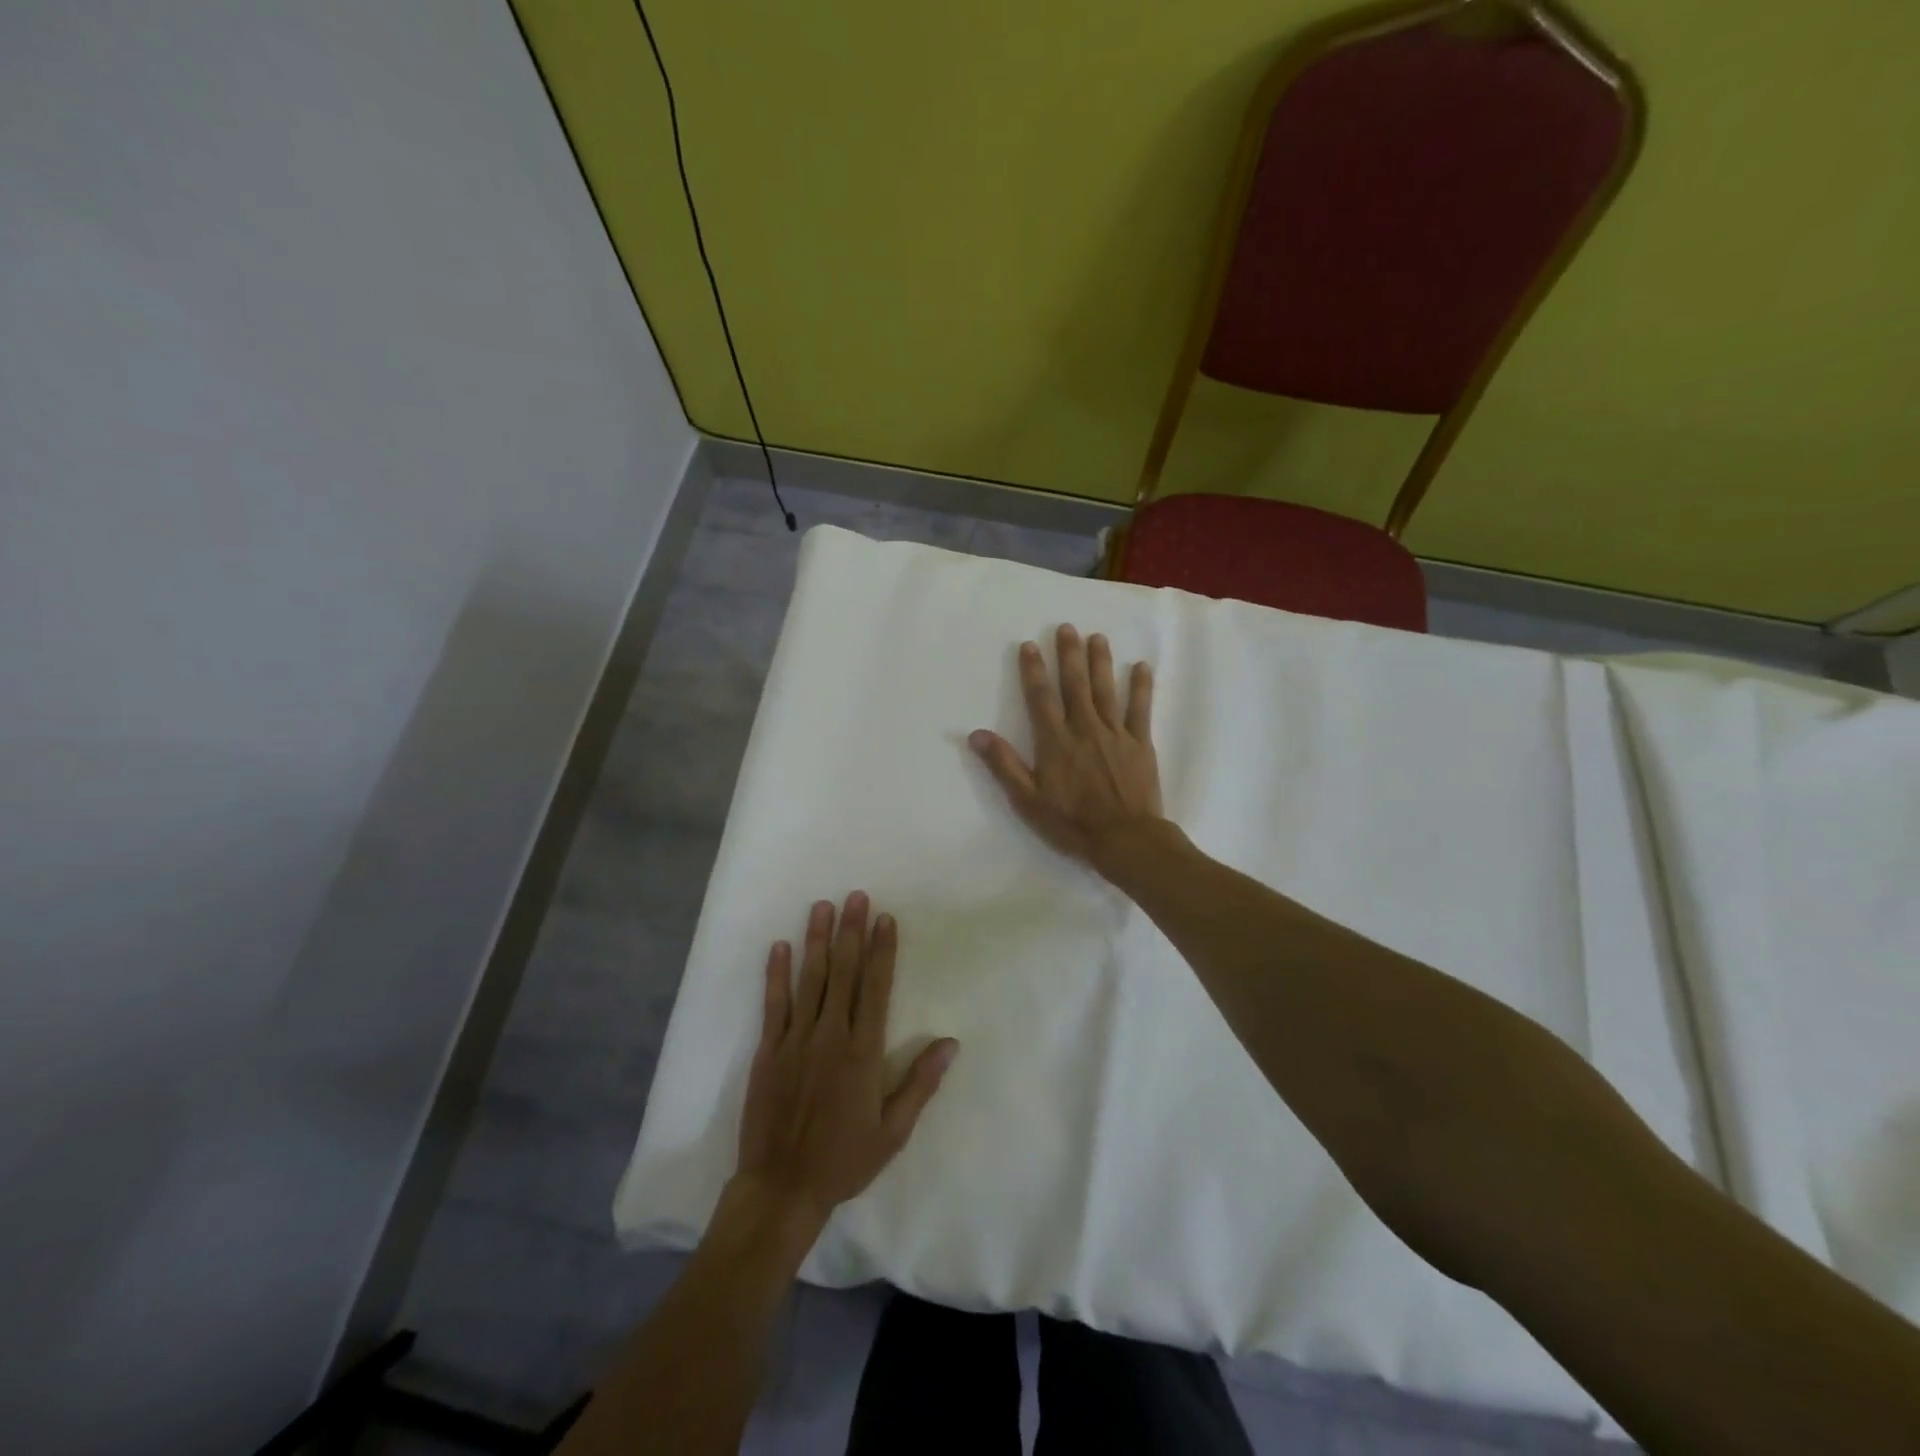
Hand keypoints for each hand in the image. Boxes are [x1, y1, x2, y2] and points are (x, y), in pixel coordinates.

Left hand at [732, 893, 957, 1232]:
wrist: (781, 1189)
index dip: (881, 951)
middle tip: (856, 896)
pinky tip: (779, 947)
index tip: (885, 919)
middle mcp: (830, 1036)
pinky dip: (776, 974)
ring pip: (809, 980)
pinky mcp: (768, 1051)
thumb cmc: (844, 1161)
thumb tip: (950, 1043)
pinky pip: (773, 1004)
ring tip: (822, 907)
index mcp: (863, 1053)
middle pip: (843, 973)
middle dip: (851, 932)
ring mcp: (796, 1040)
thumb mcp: (893, 1132)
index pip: (876, 988)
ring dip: (817, 941)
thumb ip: (920, 1084)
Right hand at [969, 625, 1164, 871]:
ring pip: (1106, 689)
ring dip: (1101, 661)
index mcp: (1055, 741)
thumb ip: (1004, 765)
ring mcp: (1115, 732)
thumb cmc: (1071, 823)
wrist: (1125, 838)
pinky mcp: (1140, 742)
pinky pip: (1141, 708)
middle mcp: (1084, 727)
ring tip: (1097, 637)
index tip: (1029, 645)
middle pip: (1075, 684)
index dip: (1033, 670)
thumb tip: (976, 735)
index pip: (1040, 697)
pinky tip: (1142, 666)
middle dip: (1069, 654)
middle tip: (1066, 628)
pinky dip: (1142, 686)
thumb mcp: (1028, 800)